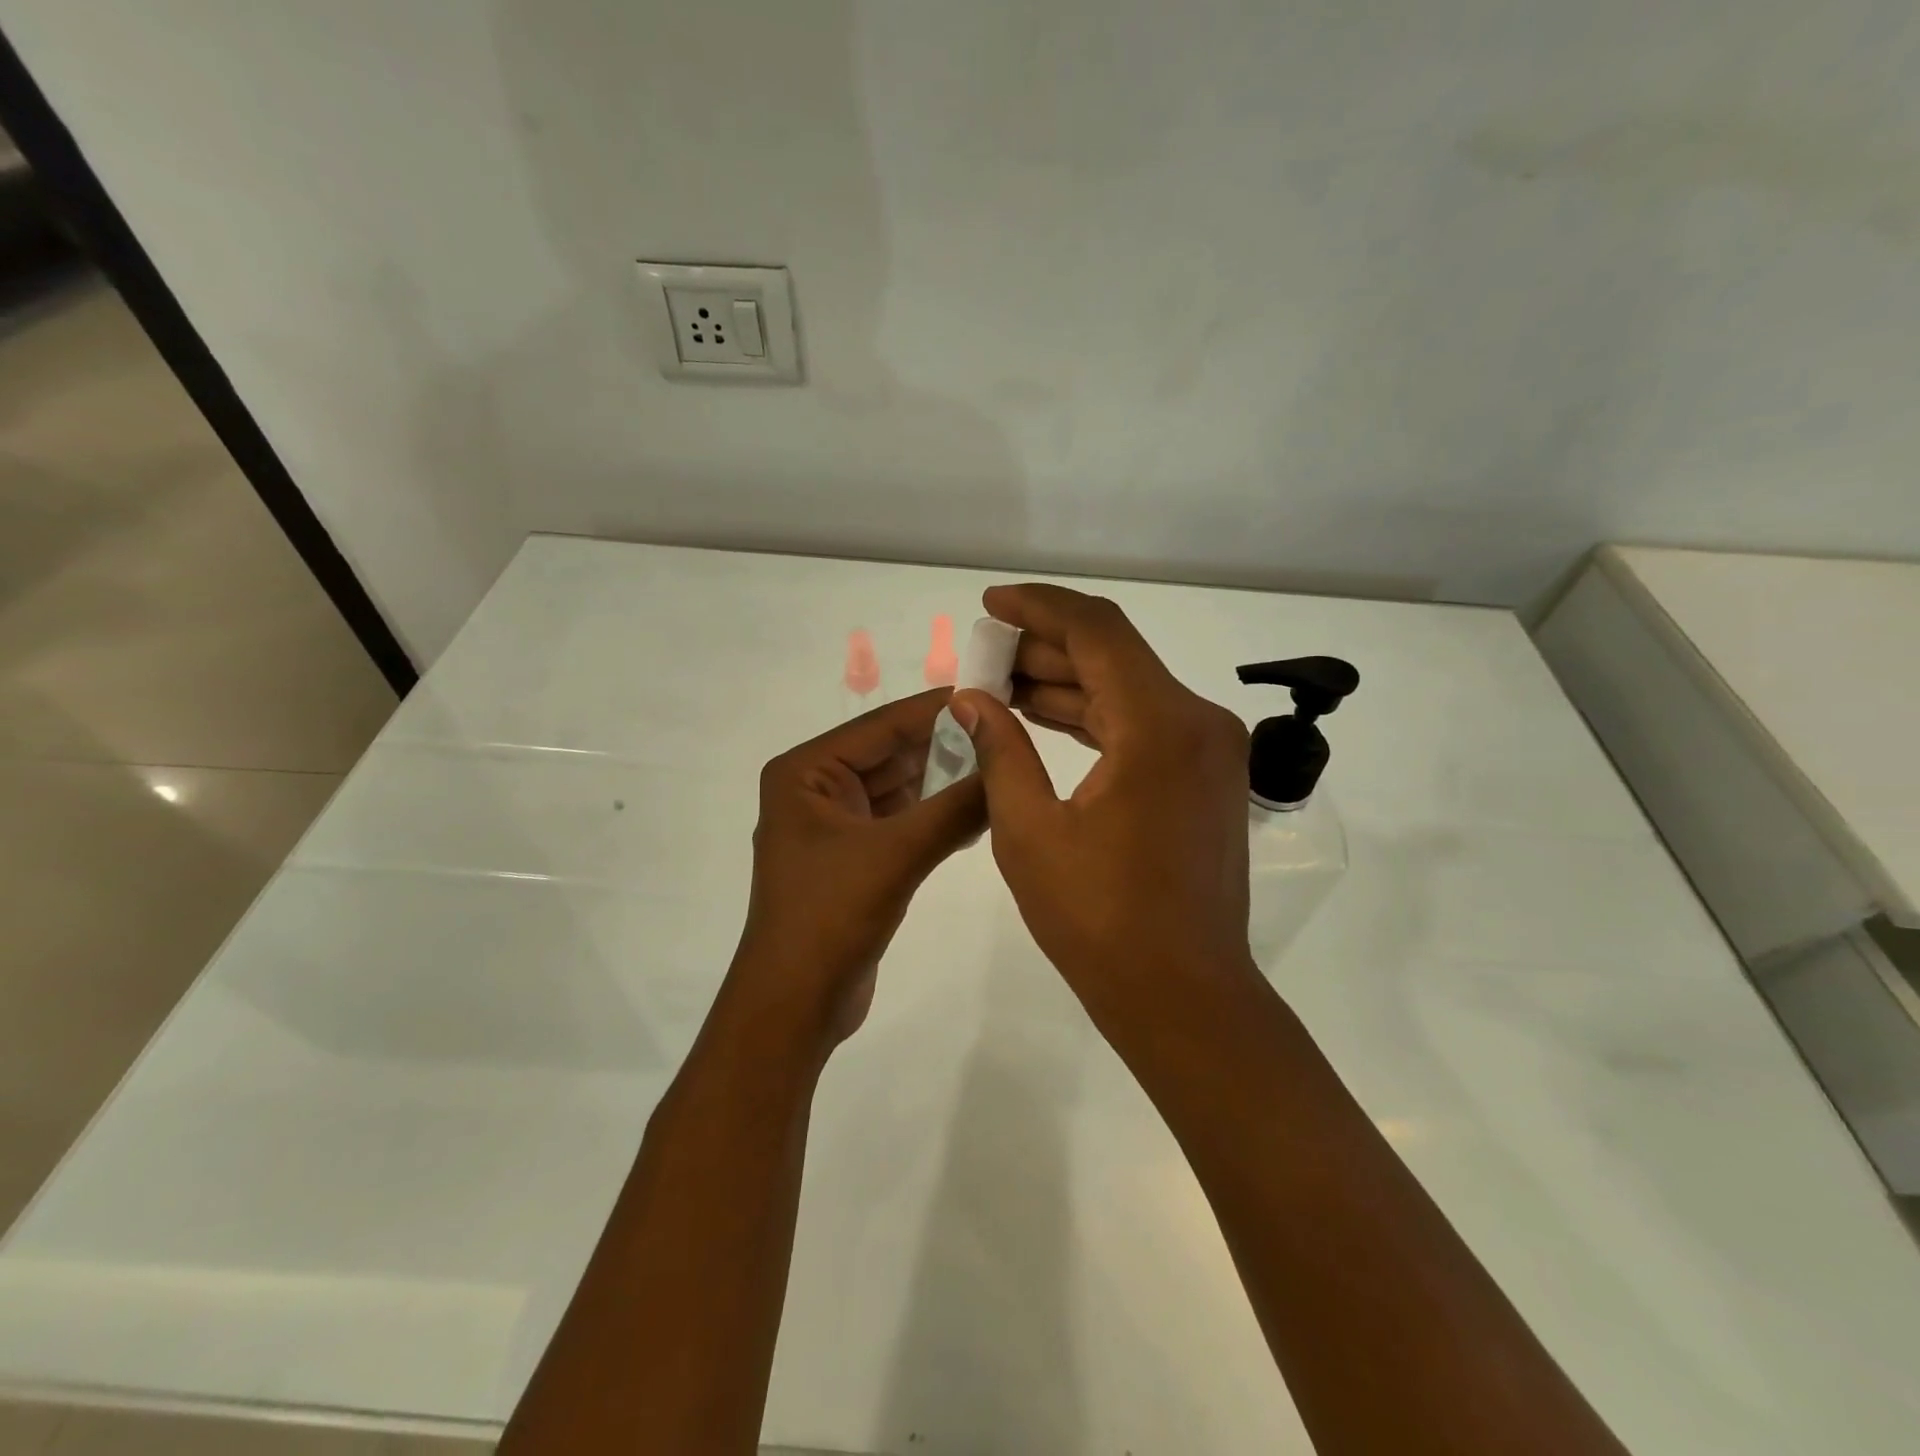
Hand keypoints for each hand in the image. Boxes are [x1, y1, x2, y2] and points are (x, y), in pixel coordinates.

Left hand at [729, 688, 985, 1048]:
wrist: (795, 1006)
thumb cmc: (831, 917)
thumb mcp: (897, 855)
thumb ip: (954, 807)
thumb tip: (1007, 763)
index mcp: (806, 772)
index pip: (881, 725)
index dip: (937, 709)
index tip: (992, 695)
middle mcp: (816, 788)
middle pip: (891, 754)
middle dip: (946, 747)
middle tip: (1006, 732)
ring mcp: (834, 824)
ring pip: (900, 788)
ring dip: (945, 782)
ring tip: (1001, 767)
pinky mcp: (854, 856)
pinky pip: (901, 820)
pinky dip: (936, 814)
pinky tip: (979, 809)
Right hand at [949, 585, 1255, 1014]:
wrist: (1183, 995)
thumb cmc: (1100, 921)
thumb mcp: (1029, 832)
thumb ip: (1000, 750)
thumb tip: (971, 699)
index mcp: (1159, 725)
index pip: (1096, 630)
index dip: (1038, 608)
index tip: (989, 604)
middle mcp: (1196, 722)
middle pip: (1113, 655)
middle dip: (1043, 648)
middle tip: (982, 654)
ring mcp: (1208, 750)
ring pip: (1126, 689)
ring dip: (1066, 683)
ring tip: (1000, 684)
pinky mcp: (1204, 777)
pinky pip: (1141, 726)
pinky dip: (1092, 717)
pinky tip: (1042, 719)